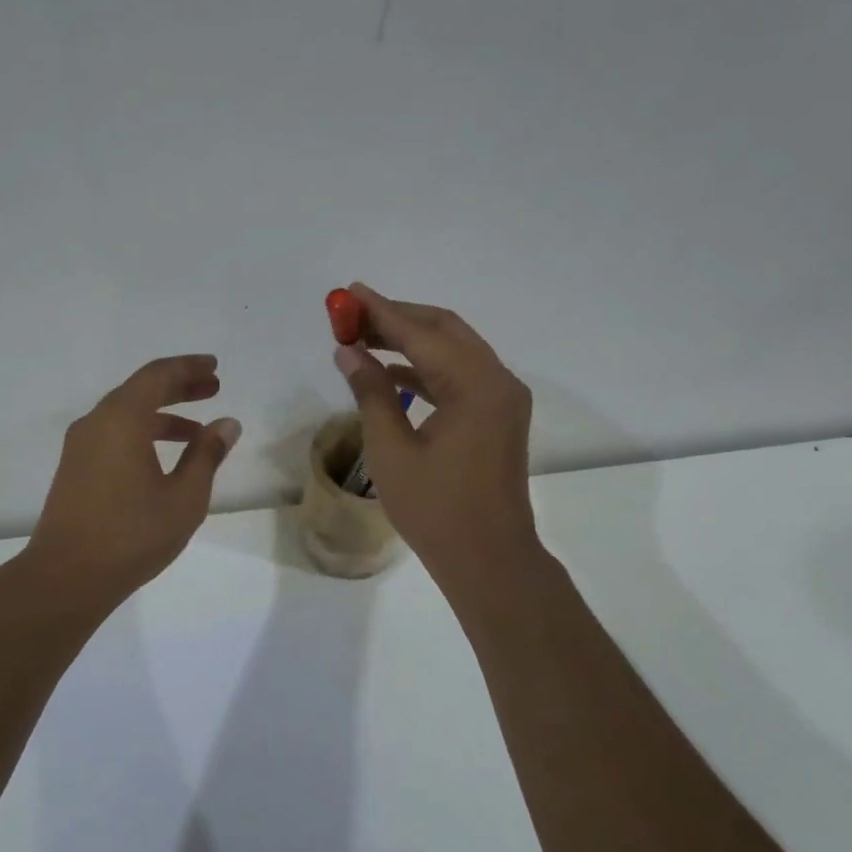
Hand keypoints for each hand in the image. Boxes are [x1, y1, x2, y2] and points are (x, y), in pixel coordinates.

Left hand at [24, 355, 240, 607]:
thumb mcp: (184, 497)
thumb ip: (207, 455)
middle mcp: (96, 422)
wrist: (66, 576)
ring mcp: (80, 445)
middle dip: (179, 386)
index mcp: (122, 419)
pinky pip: (113, 433)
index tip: (214, 368)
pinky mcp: (75, 467)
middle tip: (213, 388)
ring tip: (197, 430)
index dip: (189, 368)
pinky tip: (164, 456)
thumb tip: (227, 424)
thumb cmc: (132, 535)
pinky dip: (142, 432)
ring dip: (162, 413)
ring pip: (126, 413)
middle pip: (140, 389)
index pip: (158, 375)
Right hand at [332, 285, 540, 586]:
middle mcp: (498, 381)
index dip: (381, 311)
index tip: (348, 293)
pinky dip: (428, 369)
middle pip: (445, 331)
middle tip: (352, 316)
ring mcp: (504, 399)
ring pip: (454, 352)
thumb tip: (348, 351)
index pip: (421, 333)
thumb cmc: (435, 509)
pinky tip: (393, 373)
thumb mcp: (391, 449)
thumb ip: (371, 392)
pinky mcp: (500, 417)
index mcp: (476, 385)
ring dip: (412, 343)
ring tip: (364, 340)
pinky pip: (462, 377)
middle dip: (398, 319)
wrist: (488, 558)